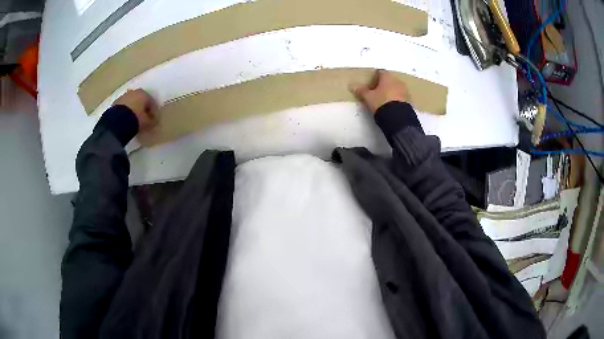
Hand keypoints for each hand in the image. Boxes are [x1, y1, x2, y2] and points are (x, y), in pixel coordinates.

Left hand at [113, 89, 158, 132]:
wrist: (118, 122)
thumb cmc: (136, 119)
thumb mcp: (147, 122)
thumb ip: (152, 121)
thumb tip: (154, 121)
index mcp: (144, 93)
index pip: (151, 101)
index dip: (153, 111)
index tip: (152, 120)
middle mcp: (134, 91)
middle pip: (140, 100)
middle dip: (142, 108)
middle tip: (143, 118)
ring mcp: (123, 96)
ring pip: (131, 102)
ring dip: (132, 109)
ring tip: (133, 120)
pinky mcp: (115, 102)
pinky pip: (123, 107)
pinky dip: (125, 111)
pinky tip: (125, 119)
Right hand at [349, 70, 409, 114]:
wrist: (397, 118)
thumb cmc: (381, 103)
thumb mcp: (368, 97)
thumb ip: (361, 90)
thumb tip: (352, 85)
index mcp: (387, 77)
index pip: (380, 72)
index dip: (375, 77)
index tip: (371, 83)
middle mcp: (397, 81)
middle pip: (389, 79)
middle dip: (384, 84)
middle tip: (377, 92)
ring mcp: (405, 90)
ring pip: (396, 87)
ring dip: (391, 91)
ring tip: (385, 100)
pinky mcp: (409, 100)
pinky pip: (401, 96)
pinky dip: (397, 98)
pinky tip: (392, 105)